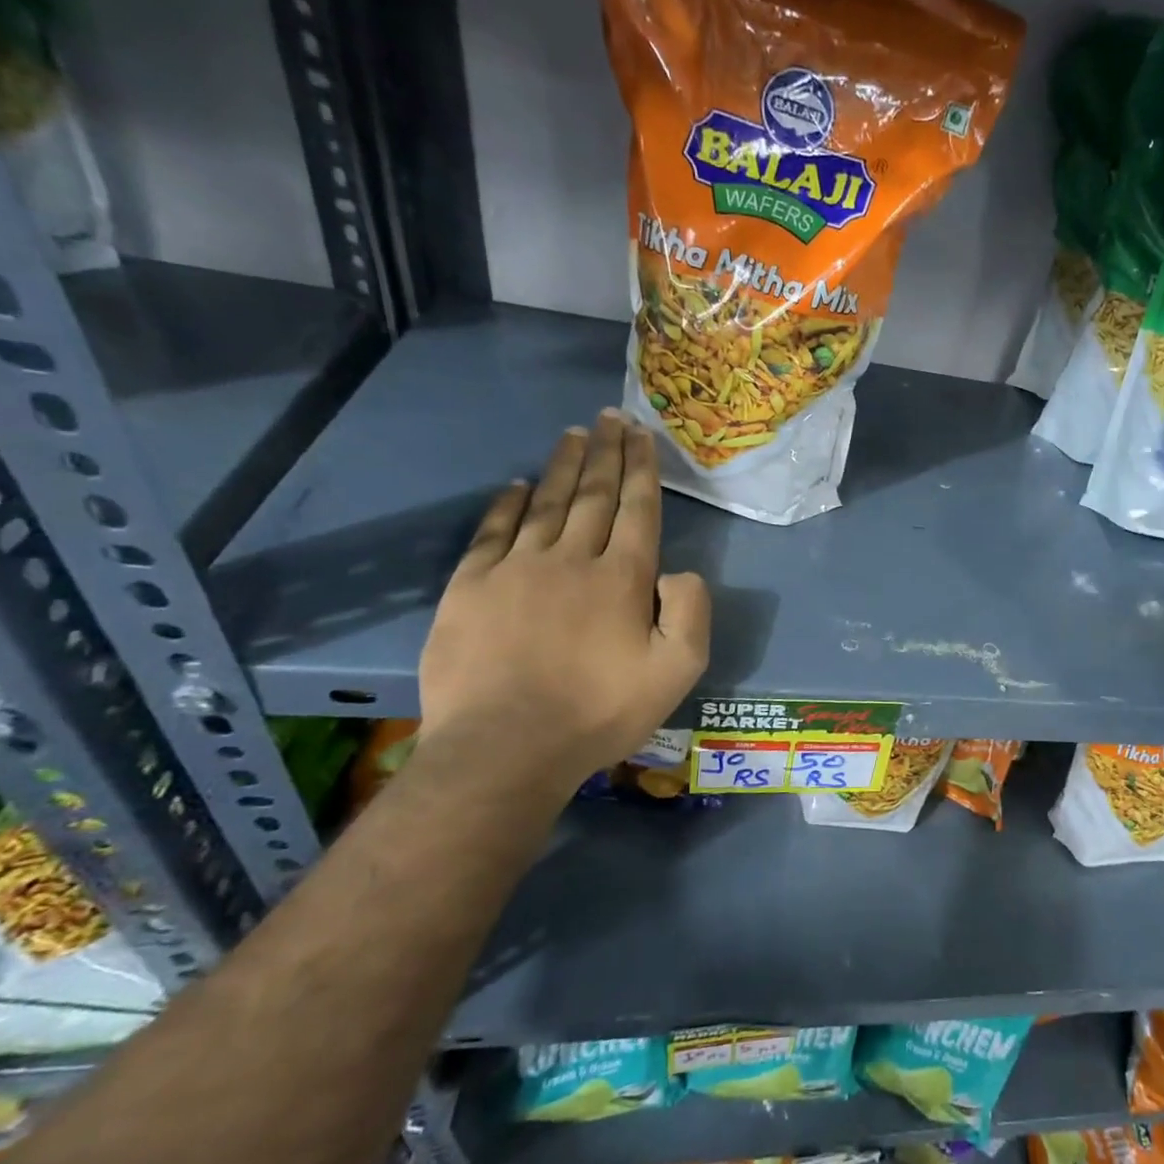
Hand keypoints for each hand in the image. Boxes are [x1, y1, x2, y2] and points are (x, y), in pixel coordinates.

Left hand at [419, 410, 709, 787]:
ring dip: (563, 467)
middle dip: (607, 452)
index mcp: (623, 577)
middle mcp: (571, 558)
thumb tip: (681, 571)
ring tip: (574, 435)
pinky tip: (516, 485)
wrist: (505, 748)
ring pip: (546, 503)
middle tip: (611, 416)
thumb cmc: (600, 712)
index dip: (642, 468)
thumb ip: (691, 612)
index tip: (642, 433)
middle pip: (594, 494)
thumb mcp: (677, 671)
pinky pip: (493, 531)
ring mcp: (516, 568)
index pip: (638, 508)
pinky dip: (507, 503)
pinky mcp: (471, 587)